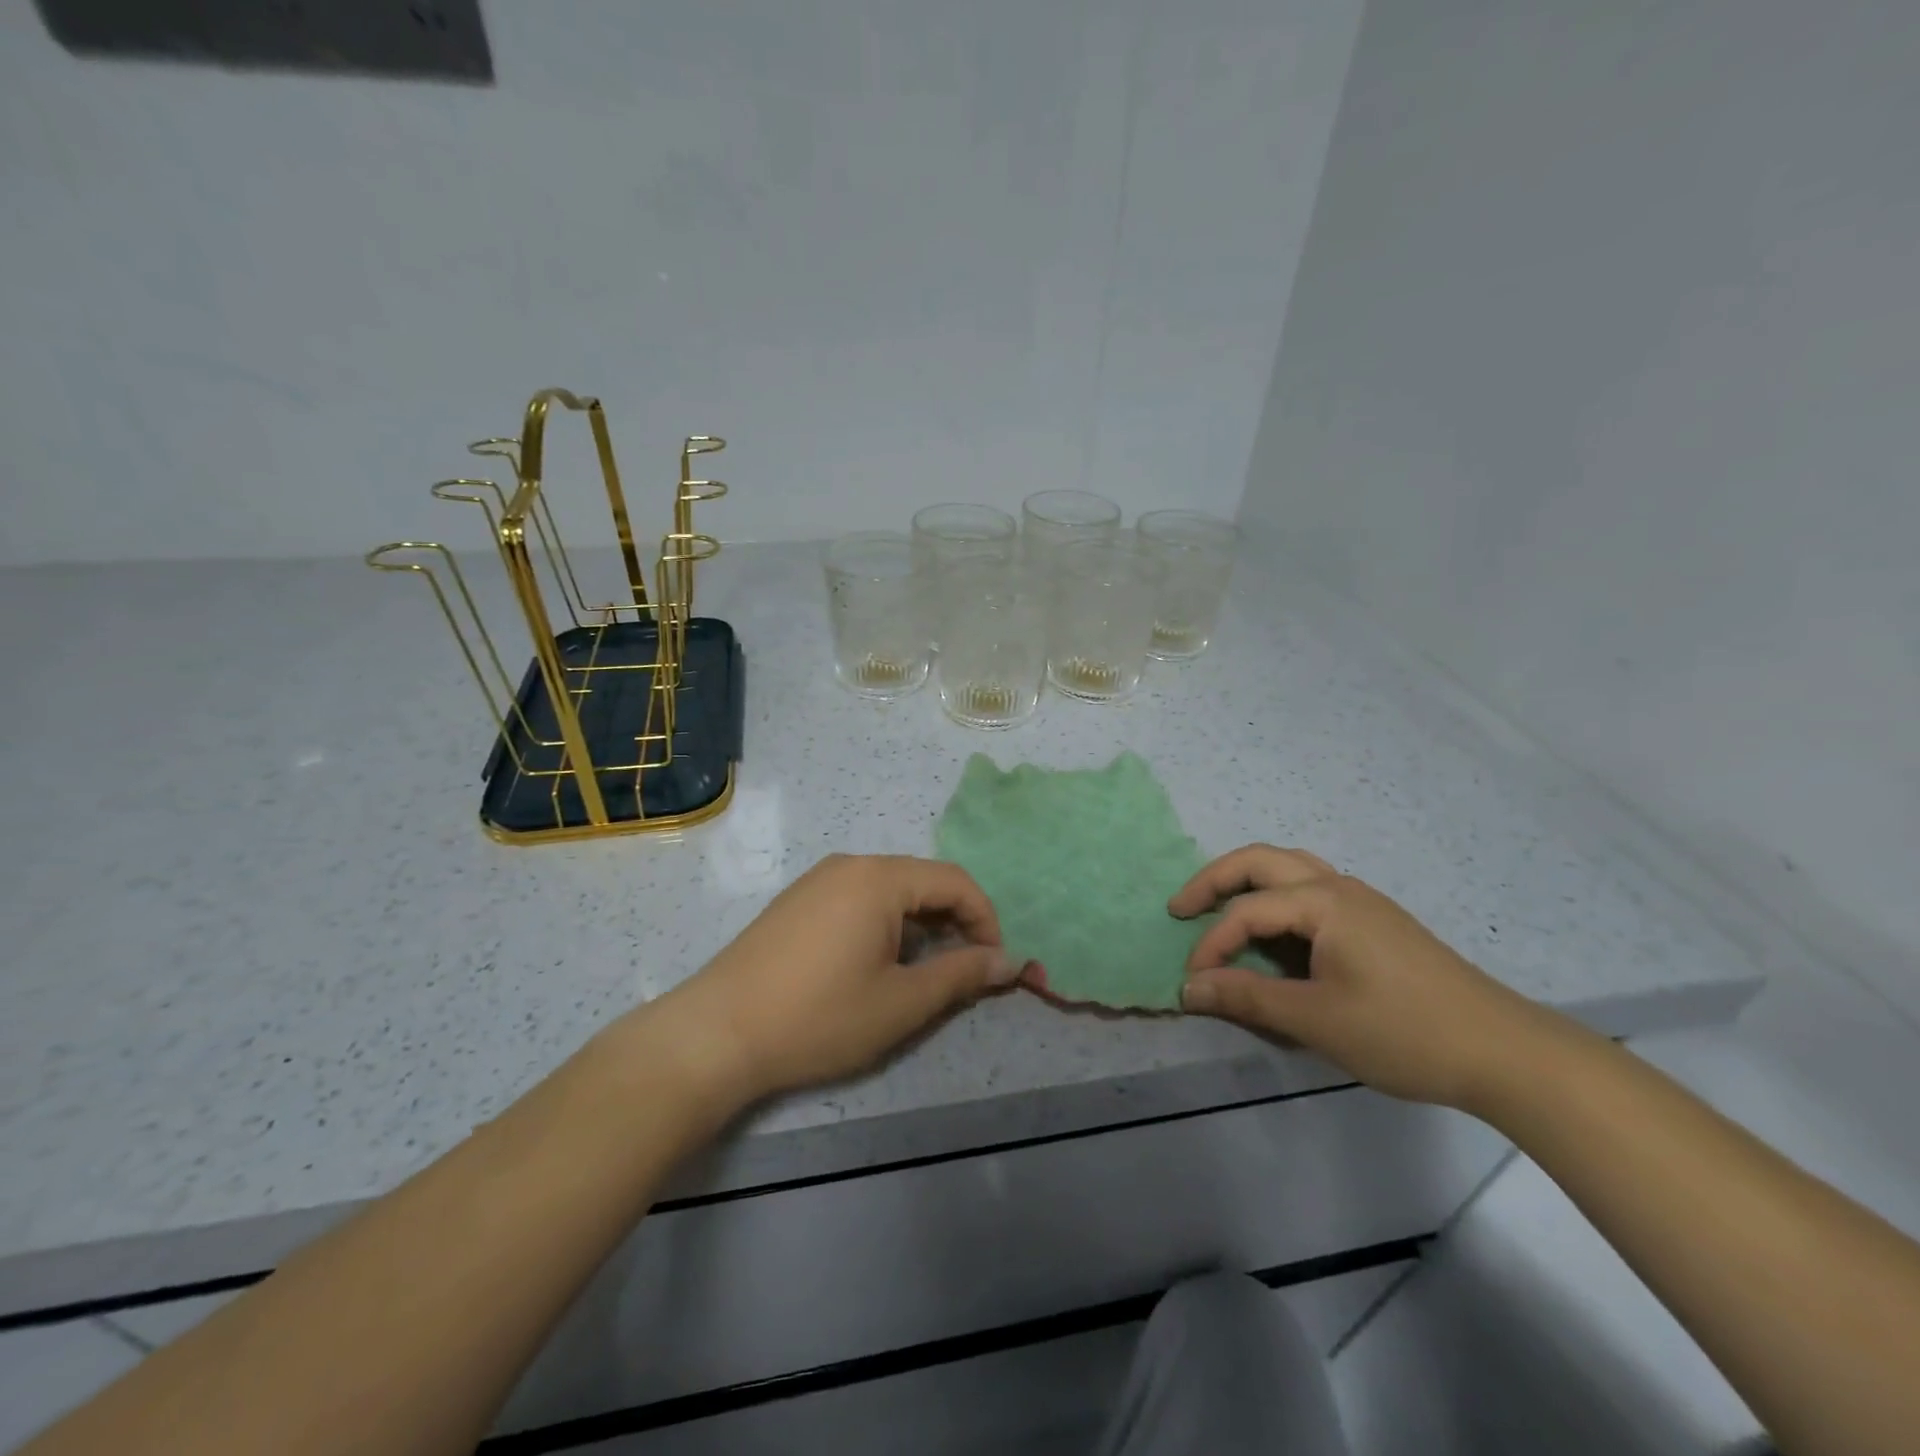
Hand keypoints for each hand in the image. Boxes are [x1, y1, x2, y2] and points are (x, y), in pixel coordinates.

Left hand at [645, 854, 1016, 1107]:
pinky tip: (876, 965)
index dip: (985, 920)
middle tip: (964, 972)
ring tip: (922, 974)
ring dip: (920, 926)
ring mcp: (819, 880)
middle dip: (954, 923)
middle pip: (923, 882)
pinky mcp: (798, 901)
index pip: (956, 882)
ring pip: (891, 892)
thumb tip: (1007, 962)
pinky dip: (886, 925)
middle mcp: (851, 865)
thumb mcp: (901, 1003)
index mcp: (879, 878)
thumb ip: (961, 976)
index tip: (994, 966)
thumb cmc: (818, 1017)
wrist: (716, 1034)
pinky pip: (859, 899)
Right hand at [1171, 845, 1562, 1108]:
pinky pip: (1311, 891)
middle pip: (1261, 861)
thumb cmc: (1403, 1031)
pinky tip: (1275, 933)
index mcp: (1323, 902)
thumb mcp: (1316, 1019)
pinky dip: (1276, 899)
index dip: (1211, 945)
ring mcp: (1362, 901)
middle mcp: (1338, 886)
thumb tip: (1188, 989)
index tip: (1192, 984)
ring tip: (1221, 910)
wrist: (1504, 1052)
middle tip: (1181, 908)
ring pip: (1289, 869)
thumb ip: (1247, 998)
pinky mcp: (1376, 922)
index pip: (1246, 911)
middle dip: (1214, 880)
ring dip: (1247, 882)